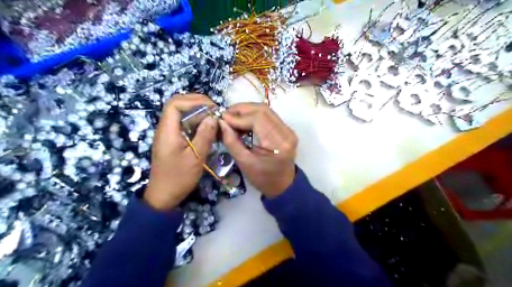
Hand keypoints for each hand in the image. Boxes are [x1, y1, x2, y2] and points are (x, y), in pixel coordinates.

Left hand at [143, 94, 216, 210]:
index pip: (175, 104)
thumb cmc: (178, 178)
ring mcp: (170, 135)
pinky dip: (198, 125)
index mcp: (167, 130)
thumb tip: (213, 117)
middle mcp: (166, 129)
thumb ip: (205, 136)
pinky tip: (209, 131)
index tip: (212, 107)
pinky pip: (186, 126)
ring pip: (183, 116)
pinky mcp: (174, 141)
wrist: (164, 196)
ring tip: (215, 120)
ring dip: (199, 115)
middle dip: (198, 105)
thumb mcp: (195, 158)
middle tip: (216, 112)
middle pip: (178, 106)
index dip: (194, 100)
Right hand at [219, 103, 298, 199]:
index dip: (238, 116)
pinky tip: (243, 121)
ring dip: (247, 111)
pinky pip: (269, 116)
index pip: (258, 119)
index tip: (222, 118)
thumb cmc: (263, 179)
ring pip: (266, 110)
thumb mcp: (244, 163)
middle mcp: (286, 133)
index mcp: (278, 144)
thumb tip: (221, 122)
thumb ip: (232, 141)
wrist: (283, 185)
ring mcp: (288, 130)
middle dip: (242, 109)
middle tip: (226, 115)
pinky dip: (254, 115)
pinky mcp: (286, 130)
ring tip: (232, 117)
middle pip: (263, 110)